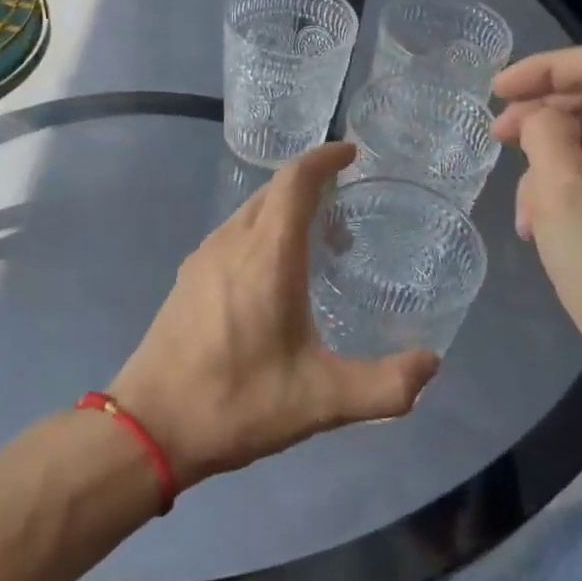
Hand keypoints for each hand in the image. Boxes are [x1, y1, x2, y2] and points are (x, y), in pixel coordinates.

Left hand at [109, 144, 440, 488]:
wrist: (149, 426)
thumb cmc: (236, 402)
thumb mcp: (321, 401)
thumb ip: (385, 386)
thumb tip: (432, 364)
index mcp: (266, 254)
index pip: (295, 180)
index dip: (324, 158)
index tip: (352, 154)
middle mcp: (231, 242)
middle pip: (273, 190)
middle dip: (312, 187)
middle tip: (347, 214)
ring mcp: (203, 258)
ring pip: (251, 212)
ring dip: (285, 212)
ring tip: (319, 248)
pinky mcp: (188, 278)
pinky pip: (234, 234)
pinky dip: (263, 233)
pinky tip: (275, 278)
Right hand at [492, 45, 581, 386]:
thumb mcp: (563, 190)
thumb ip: (545, 130)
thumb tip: (542, 119)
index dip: (543, 69)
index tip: (495, 92)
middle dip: (545, 116)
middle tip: (497, 136)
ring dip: (554, 162)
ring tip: (522, 206)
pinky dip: (575, 185)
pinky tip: (542, 222)